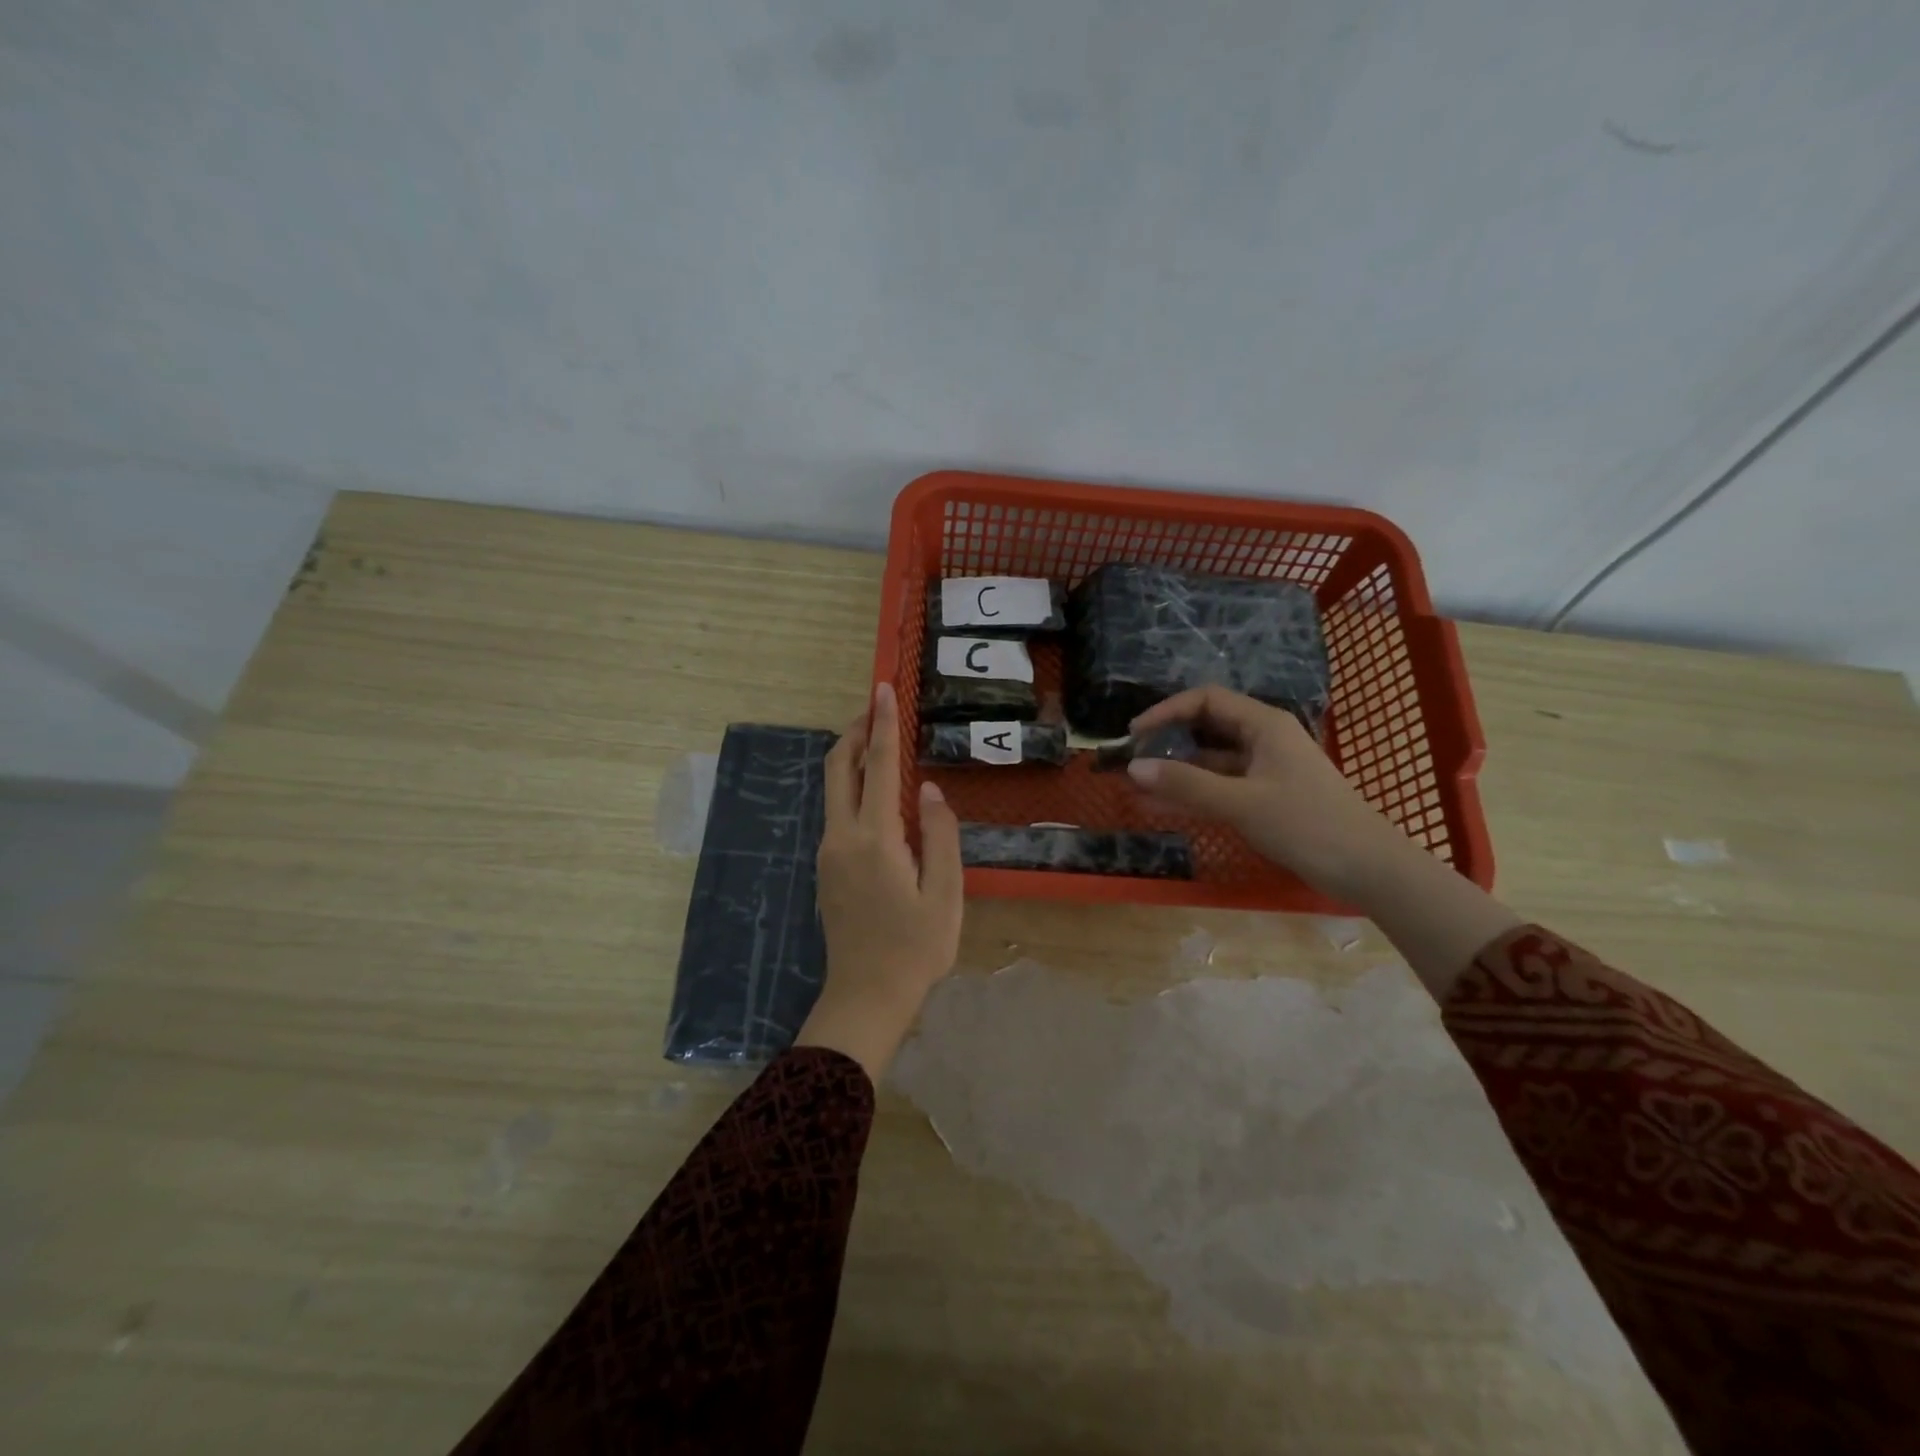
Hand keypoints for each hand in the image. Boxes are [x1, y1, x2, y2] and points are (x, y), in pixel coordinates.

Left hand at [796, 682, 964, 1081]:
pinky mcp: (826, 869)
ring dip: (853, 759)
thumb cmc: (915, 948)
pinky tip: (877, 795)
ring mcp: (828, 853)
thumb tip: (927, 788)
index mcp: (874, 839)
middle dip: (855, 732)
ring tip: (882, 743)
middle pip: (838, 769)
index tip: (883, 689)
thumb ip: (939, 835)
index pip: (877, 766)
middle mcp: (841, 837)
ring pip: (833, 790)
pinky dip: (853, 788)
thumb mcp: (945, 893)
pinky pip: (837, 812)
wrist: (866, 996)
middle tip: (876, 707)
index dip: (882, 724)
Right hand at [1124, 687, 1406, 903]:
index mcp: (1264, 724)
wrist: (1369, 869)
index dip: (1167, 711)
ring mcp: (1266, 769)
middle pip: (1207, 727)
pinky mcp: (1267, 796)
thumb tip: (1133, 768)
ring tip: (1139, 789)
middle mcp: (1264, 738)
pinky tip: (1164, 808)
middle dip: (1168, 742)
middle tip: (1133, 761)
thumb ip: (1186, 784)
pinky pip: (1222, 786)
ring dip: (1177, 772)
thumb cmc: (1307, 825)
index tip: (1135, 734)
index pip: (1206, 700)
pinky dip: (1195, 793)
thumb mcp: (1241, 803)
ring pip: (1212, 761)